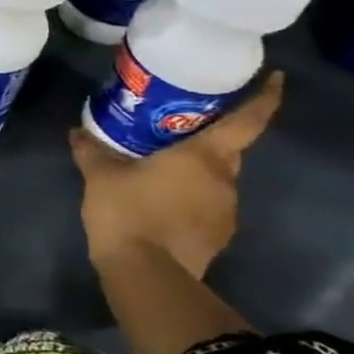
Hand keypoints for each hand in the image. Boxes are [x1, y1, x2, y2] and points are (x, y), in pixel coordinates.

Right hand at [68, 72, 283, 279]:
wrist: (146, 274)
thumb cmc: (128, 211)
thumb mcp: (99, 175)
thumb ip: (92, 150)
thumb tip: (78, 131)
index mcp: (205, 156)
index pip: (247, 121)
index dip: (264, 97)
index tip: (275, 79)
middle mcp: (225, 180)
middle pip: (227, 149)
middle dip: (207, 136)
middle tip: (177, 126)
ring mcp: (226, 211)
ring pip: (215, 179)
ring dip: (194, 171)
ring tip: (159, 167)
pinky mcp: (217, 236)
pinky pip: (206, 205)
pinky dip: (188, 198)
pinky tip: (159, 202)